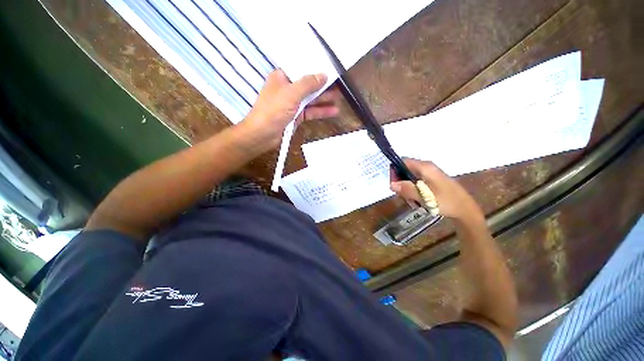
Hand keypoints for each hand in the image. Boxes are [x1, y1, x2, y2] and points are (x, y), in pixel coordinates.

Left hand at [241, 69, 339, 148]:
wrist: (263, 135)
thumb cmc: (274, 110)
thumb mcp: (291, 94)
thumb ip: (308, 84)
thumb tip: (323, 75)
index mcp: (282, 77)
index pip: (301, 69)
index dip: (315, 68)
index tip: (330, 67)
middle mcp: (288, 89)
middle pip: (308, 85)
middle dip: (323, 85)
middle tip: (339, 84)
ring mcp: (293, 104)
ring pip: (311, 99)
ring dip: (324, 99)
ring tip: (339, 97)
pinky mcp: (296, 116)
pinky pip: (310, 111)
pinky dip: (321, 111)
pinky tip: (333, 111)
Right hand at [390, 158, 482, 220]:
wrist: (465, 209)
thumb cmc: (445, 201)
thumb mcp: (423, 196)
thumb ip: (406, 189)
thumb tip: (391, 184)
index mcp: (424, 167)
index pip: (402, 161)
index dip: (394, 171)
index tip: (393, 185)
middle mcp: (426, 168)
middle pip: (405, 170)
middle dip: (401, 183)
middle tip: (403, 196)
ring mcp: (430, 174)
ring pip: (410, 178)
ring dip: (407, 189)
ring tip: (412, 201)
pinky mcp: (432, 181)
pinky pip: (416, 183)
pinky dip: (414, 191)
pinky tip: (418, 201)